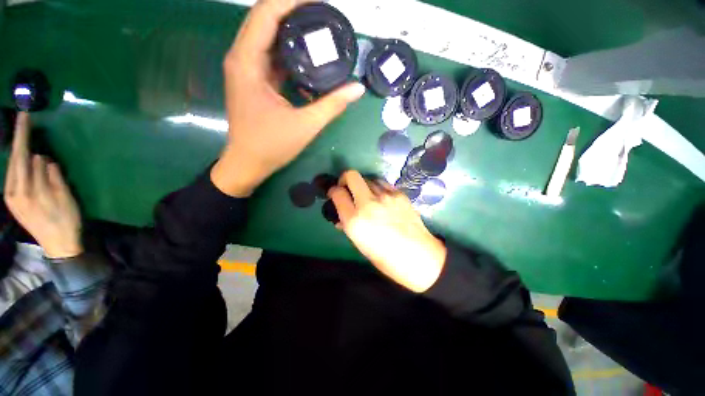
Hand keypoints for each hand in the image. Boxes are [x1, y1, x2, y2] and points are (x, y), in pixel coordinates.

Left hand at [4, 112, 82, 258]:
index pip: (22, 156)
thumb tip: (41, 159)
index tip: (25, 116)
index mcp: (26, 190)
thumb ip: (50, 176)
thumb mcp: (63, 197)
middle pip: (14, 159)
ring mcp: (11, 197)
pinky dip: (17, 163)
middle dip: (18, 138)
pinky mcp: (13, 202)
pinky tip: (22, 158)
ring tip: (24, 136)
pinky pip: (13, 176)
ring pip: (12, 167)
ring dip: (17, 150)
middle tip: (23, 119)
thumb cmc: (66, 220)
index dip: (23, 136)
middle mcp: (13, 191)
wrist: (59, 245)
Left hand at [211, 0, 365, 196]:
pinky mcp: (252, 81)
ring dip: (291, 31)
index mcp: (248, 62)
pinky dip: (289, 53)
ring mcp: (246, 70)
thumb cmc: (271, 146)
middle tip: (323, 16)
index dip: (292, 0)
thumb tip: (358, 88)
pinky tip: (308, 59)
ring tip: (319, 31)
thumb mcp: (306, 125)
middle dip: (294, 12)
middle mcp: (242, 58)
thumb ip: (332, 105)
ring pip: (268, 38)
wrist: (248, 163)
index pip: (266, 14)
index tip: (319, 3)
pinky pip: (271, 57)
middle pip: (265, 19)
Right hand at [328, 171, 446, 292]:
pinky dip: (377, 188)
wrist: (421, 257)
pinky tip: (381, 198)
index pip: (337, 193)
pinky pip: (382, 183)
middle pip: (351, 175)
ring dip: (363, 185)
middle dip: (345, 179)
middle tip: (348, 189)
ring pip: (368, 178)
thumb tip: (342, 217)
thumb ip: (349, 226)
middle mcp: (368, 203)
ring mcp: (385, 196)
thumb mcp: (361, 245)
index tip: (335, 195)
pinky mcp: (399, 194)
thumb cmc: (387, 258)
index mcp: (355, 220)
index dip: (334, 192)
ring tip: (367, 196)